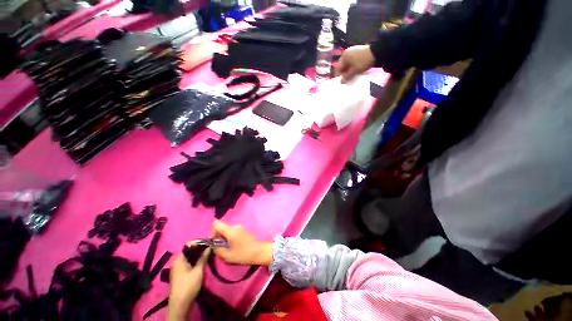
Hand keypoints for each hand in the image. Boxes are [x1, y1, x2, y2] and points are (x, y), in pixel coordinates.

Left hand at [168, 242, 209, 320]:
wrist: (180, 304)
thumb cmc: (188, 285)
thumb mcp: (198, 270)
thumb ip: (203, 257)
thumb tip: (209, 247)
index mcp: (179, 258)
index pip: (189, 244)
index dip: (199, 242)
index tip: (209, 241)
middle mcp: (177, 260)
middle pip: (189, 250)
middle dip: (200, 248)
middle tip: (210, 247)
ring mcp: (178, 267)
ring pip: (190, 256)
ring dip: (198, 254)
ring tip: (208, 253)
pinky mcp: (180, 273)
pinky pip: (188, 261)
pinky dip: (195, 260)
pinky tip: (202, 261)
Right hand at [212, 220, 273, 265]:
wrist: (258, 252)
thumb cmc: (242, 254)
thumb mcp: (227, 255)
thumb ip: (217, 248)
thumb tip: (213, 244)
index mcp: (230, 230)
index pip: (217, 224)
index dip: (213, 232)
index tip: (215, 242)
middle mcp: (235, 226)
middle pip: (222, 228)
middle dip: (219, 237)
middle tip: (221, 248)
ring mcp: (240, 227)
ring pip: (227, 231)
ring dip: (225, 238)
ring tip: (228, 249)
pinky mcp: (243, 230)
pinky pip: (233, 232)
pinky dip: (230, 238)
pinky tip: (234, 246)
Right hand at [335, 45, 375, 82]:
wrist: (377, 52)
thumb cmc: (363, 61)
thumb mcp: (354, 71)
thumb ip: (347, 77)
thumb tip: (341, 82)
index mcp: (344, 57)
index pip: (338, 68)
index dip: (339, 76)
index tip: (341, 82)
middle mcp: (346, 53)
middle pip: (342, 66)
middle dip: (344, 73)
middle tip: (347, 80)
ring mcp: (352, 52)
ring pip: (348, 64)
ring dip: (349, 71)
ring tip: (352, 76)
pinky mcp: (358, 52)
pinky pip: (352, 62)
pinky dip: (353, 67)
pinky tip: (356, 71)